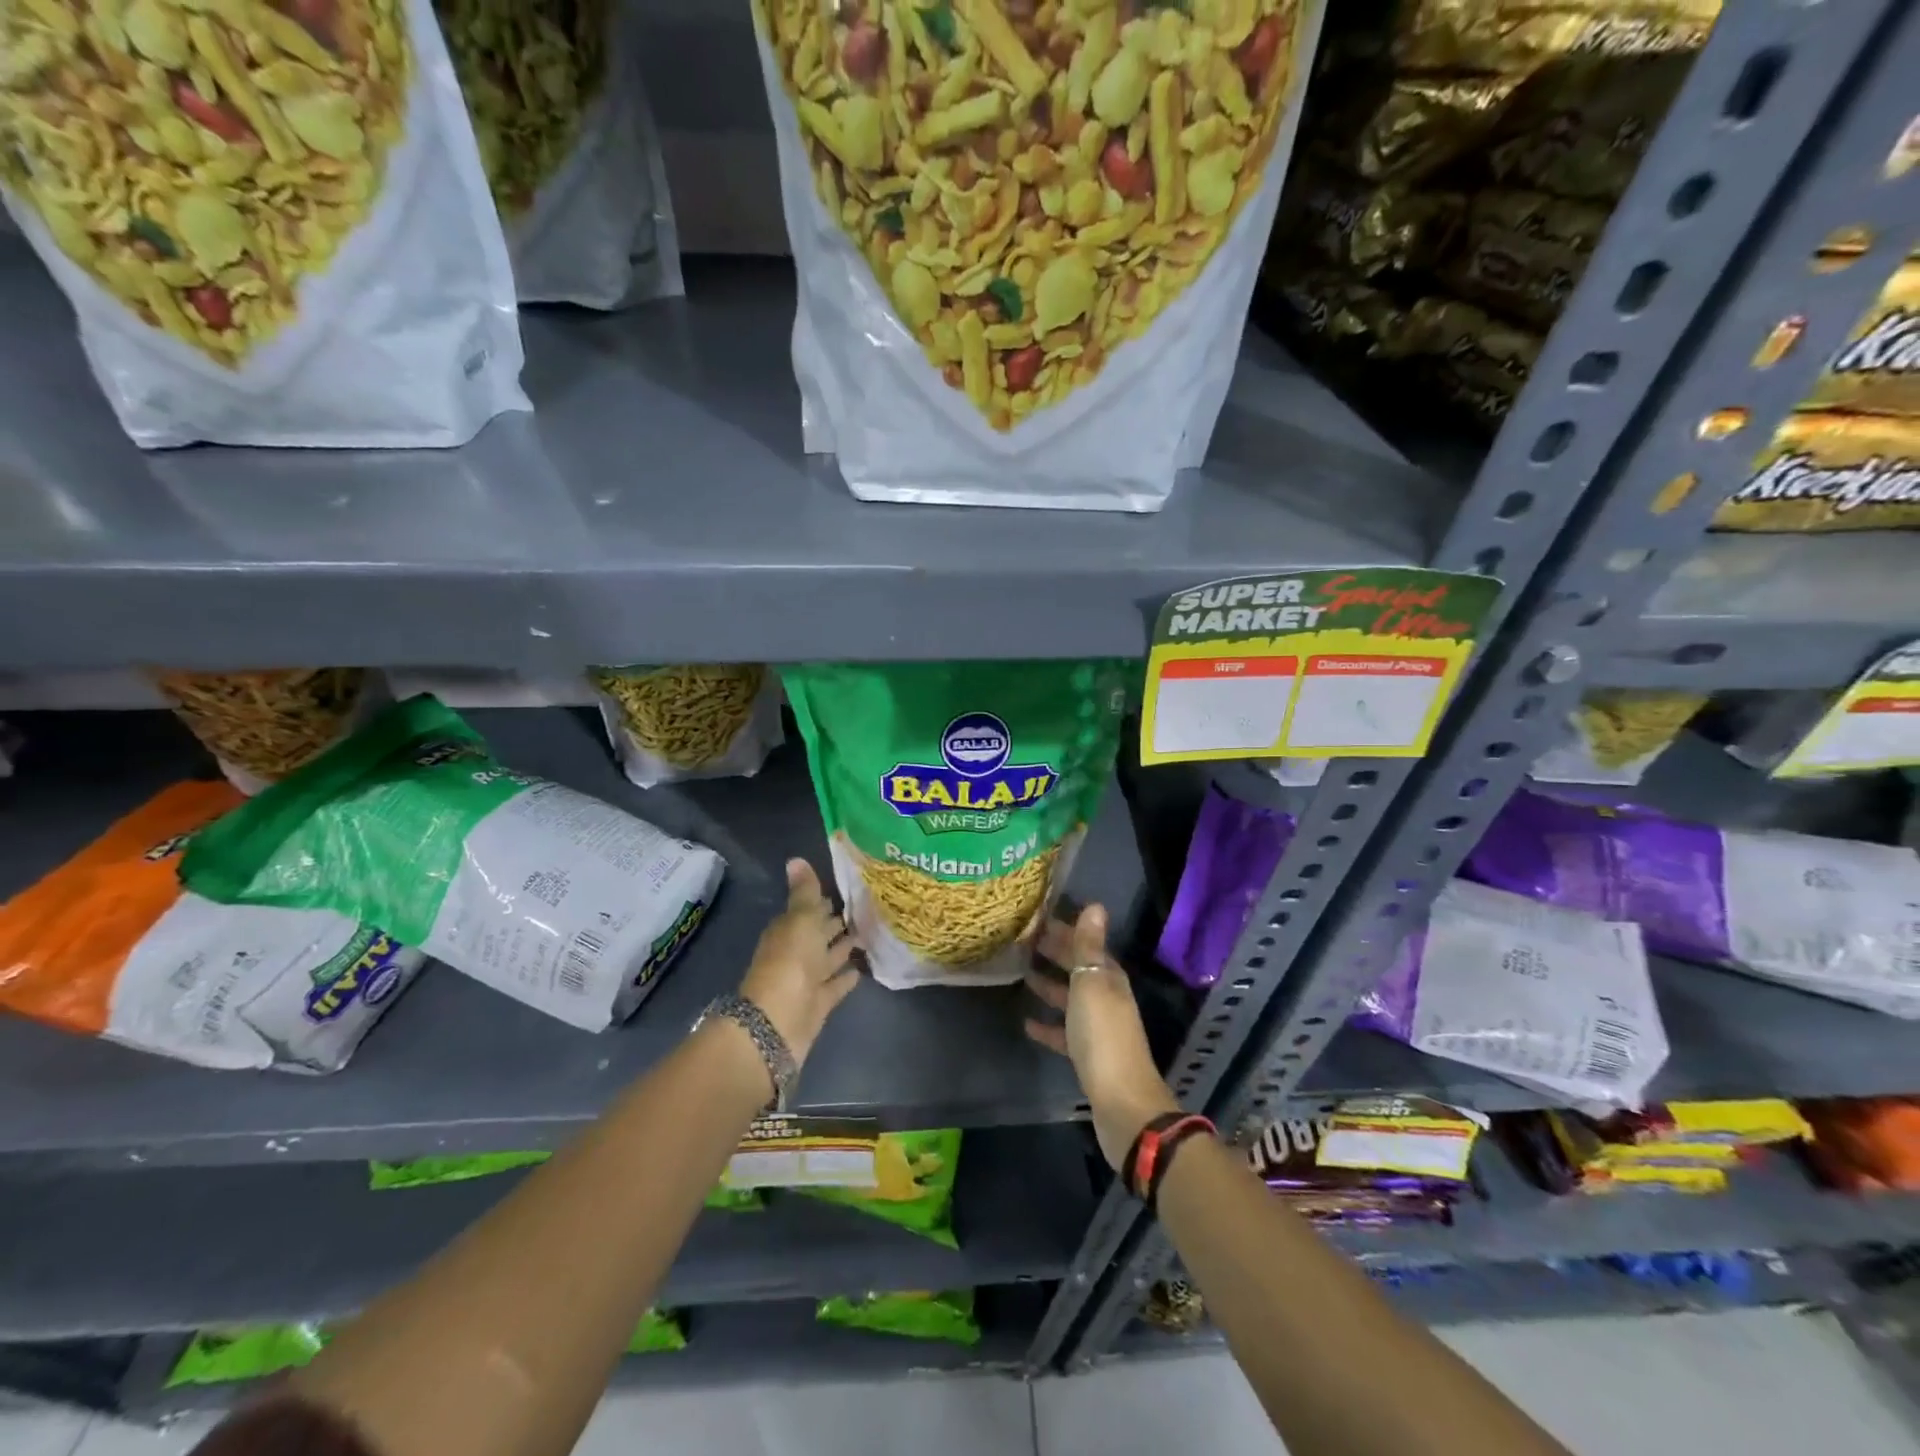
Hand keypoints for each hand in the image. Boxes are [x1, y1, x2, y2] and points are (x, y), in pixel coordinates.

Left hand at [739, 859, 860, 1067]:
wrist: (777, 1023)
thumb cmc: (790, 963)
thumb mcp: (800, 920)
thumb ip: (804, 892)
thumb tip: (795, 858)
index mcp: (789, 930)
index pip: (809, 910)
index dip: (824, 901)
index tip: (849, 890)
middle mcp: (796, 952)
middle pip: (819, 934)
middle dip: (837, 923)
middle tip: (866, 909)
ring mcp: (807, 980)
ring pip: (829, 958)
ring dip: (845, 948)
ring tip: (870, 934)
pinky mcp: (819, 1003)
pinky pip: (835, 985)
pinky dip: (846, 977)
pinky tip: (863, 969)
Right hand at [1024, 904, 1179, 1170]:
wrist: (1121, 1102)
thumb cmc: (1103, 1036)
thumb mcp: (1092, 984)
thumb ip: (1088, 946)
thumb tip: (1095, 905)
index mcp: (1109, 978)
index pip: (1086, 945)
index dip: (1065, 931)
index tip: (1036, 918)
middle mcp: (1106, 998)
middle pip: (1079, 969)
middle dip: (1055, 954)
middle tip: (1023, 941)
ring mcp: (1098, 1028)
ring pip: (1071, 999)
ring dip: (1050, 986)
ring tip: (1022, 975)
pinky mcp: (1088, 1056)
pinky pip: (1064, 1032)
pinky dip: (1049, 1025)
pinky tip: (1027, 1024)